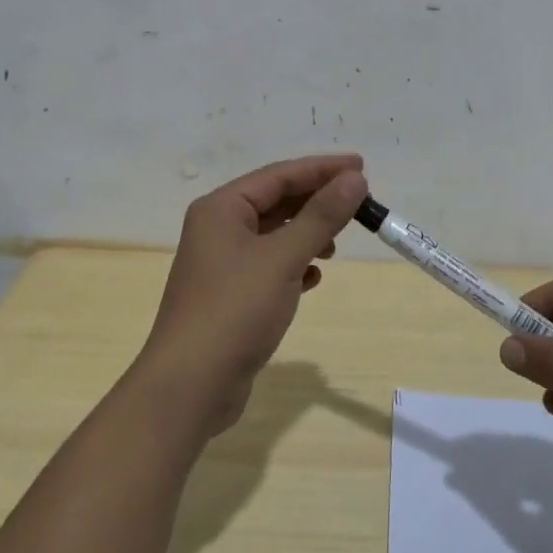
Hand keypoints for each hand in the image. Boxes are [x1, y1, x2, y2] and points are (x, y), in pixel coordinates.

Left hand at [137, 154, 368, 435]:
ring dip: (306, 234)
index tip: (362, 166)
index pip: (279, 175)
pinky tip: (314, 278)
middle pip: (275, 202)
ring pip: (273, 234)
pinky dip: (294, 265)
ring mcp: (222, 263)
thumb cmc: (235, 310)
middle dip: (316, 202)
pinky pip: (269, 265)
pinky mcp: (230, 294)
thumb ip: (320, 216)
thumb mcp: (283, 258)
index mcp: (221, 208)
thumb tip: (354, 179)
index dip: (321, 169)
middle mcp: (218, 228)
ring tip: (336, 244)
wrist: (190, 385)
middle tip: (359, 204)